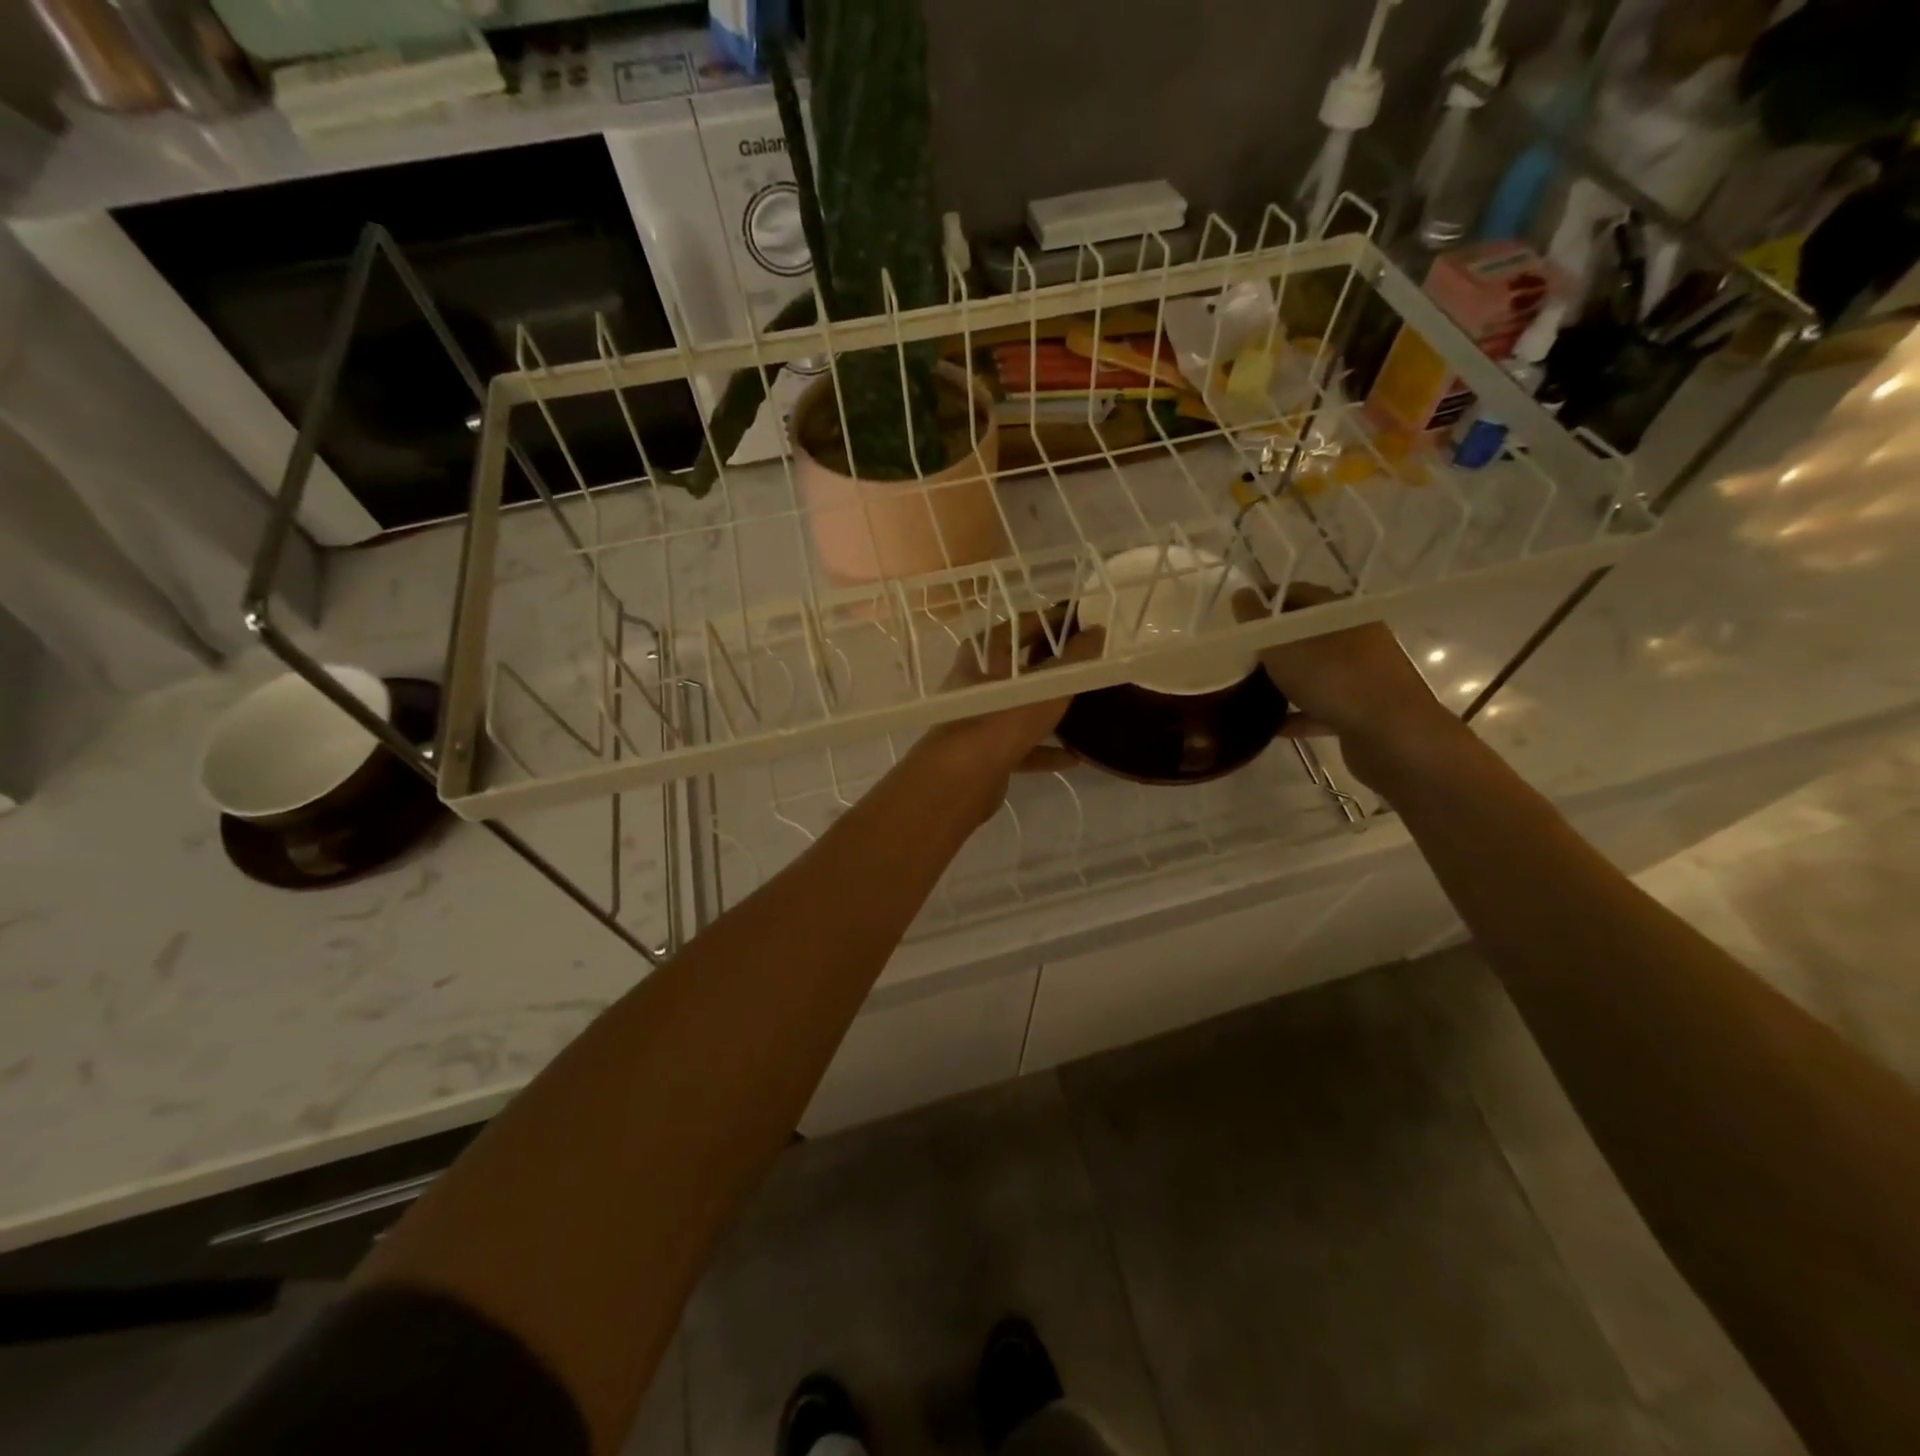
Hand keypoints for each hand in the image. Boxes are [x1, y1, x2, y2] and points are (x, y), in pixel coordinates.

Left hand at [923, 614, 1104, 783]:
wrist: (963, 777)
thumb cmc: (1004, 718)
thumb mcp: (1049, 685)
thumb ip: (1076, 659)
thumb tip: (1097, 631)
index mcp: (982, 655)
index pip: (1018, 626)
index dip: (1048, 621)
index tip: (1078, 622)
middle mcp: (973, 683)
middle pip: (1015, 669)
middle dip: (1045, 666)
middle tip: (1080, 664)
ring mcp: (975, 720)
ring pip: (1015, 709)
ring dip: (1044, 711)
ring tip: (1078, 709)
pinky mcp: (981, 753)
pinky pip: (1018, 746)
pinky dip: (1042, 750)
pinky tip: (1071, 758)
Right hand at [1233, 583, 1464, 792]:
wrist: (1392, 735)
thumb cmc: (1334, 678)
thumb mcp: (1282, 645)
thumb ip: (1257, 621)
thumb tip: (1240, 594)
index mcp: (1342, 613)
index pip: (1300, 594)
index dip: (1268, 600)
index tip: (1239, 615)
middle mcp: (1357, 638)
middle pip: (1308, 634)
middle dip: (1275, 643)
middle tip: (1242, 654)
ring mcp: (1363, 676)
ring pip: (1317, 671)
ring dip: (1287, 679)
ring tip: (1252, 690)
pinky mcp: (1363, 711)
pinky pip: (1322, 708)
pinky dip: (1298, 714)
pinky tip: (1271, 725)